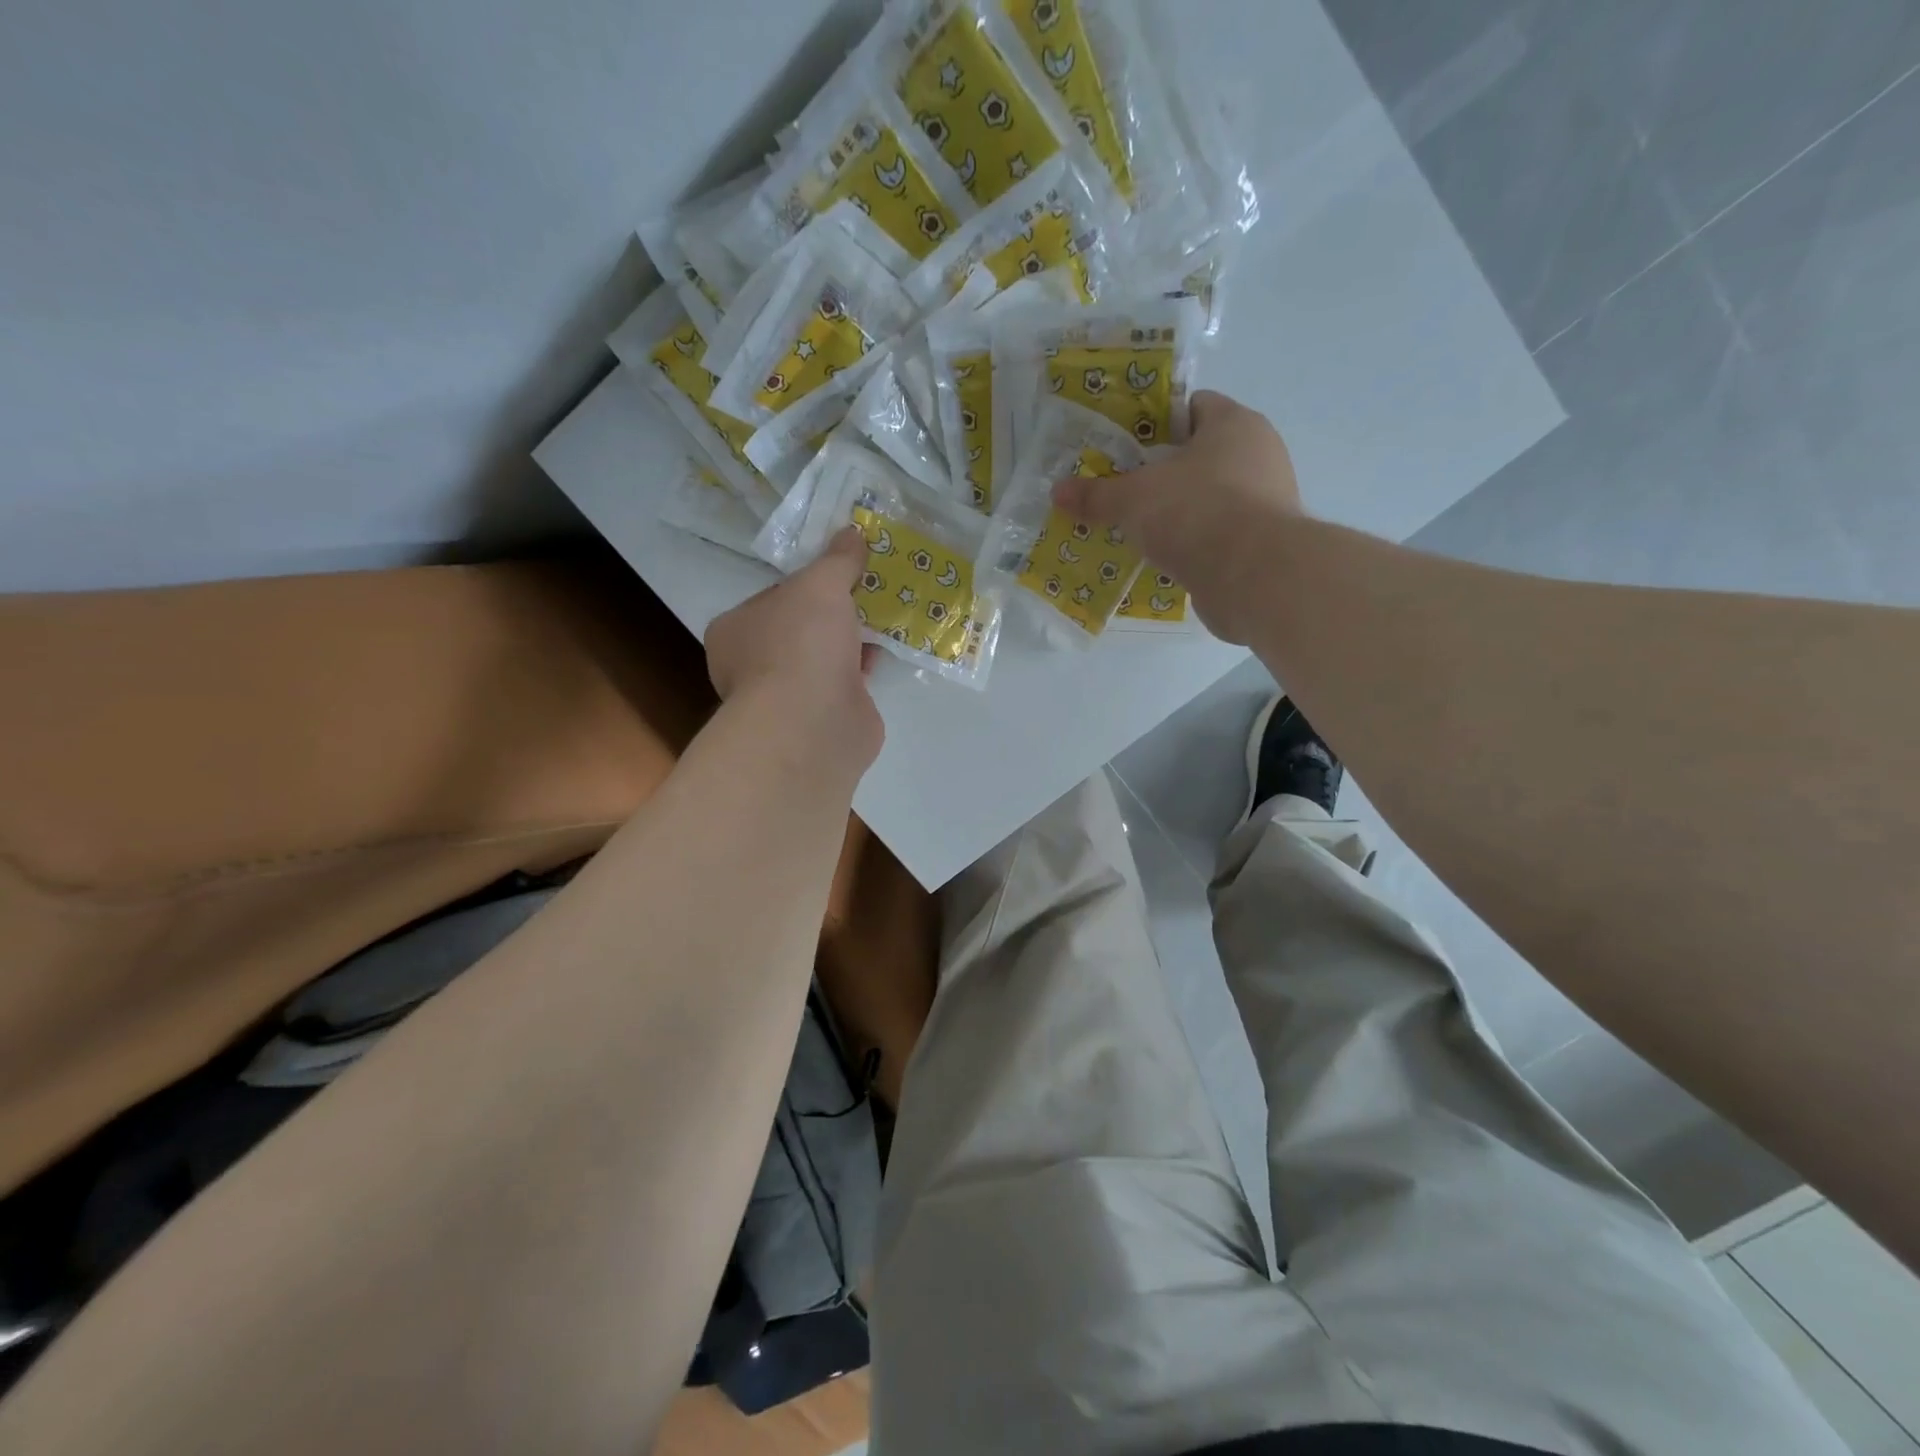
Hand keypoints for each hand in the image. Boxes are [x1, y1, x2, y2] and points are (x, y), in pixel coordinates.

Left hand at [706, 527, 883, 767]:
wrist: (814, 723)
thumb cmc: (801, 644)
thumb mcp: (821, 584)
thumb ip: (837, 560)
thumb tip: (853, 532)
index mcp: (735, 631)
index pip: (773, 598)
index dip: (808, 584)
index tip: (840, 572)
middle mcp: (753, 666)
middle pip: (801, 628)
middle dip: (835, 613)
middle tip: (870, 591)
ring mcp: (788, 698)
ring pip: (825, 658)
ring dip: (853, 641)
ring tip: (887, 615)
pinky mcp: (821, 720)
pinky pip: (846, 684)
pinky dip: (865, 668)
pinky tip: (888, 650)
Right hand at [1051, 391, 1303, 642]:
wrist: (1252, 576)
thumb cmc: (1195, 511)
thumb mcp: (1133, 498)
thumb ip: (1096, 494)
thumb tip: (1057, 492)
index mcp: (1235, 424)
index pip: (1193, 407)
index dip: (1156, 423)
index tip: (1124, 447)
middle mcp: (1259, 455)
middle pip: (1201, 456)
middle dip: (1162, 473)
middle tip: (1123, 490)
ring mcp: (1266, 502)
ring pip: (1209, 498)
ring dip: (1177, 513)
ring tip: (1136, 529)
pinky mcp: (1261, 545)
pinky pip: (1217, 535)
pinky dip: (1192, 544)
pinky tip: (1162, 559)